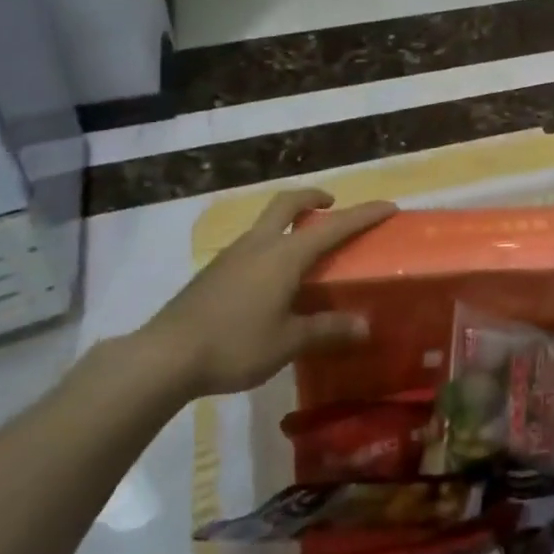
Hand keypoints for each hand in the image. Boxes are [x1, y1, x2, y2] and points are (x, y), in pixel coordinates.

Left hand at [139, 189, 395, 397]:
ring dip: (289, 220)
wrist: (166, 355)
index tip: (388, 206)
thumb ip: (326, 330)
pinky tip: (271, 278)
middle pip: (287, 203)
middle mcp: (260, 244)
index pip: (334, 227)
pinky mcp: (215, 270)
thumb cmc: (235, 344)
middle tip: (330, 205)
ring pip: (267, 222)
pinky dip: (271, 244)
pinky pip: (252, 244)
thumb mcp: (287, 342)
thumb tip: (365, 326)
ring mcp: (233, 254)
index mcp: (284, 255)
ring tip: (304, 246)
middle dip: (313, 197)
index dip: (363, 215)